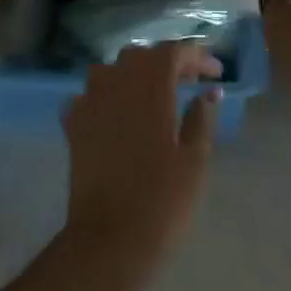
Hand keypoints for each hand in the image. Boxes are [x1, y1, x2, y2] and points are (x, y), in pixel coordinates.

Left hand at [61, 42, 218, 287]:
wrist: (110, 238)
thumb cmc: (163, 199)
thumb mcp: (195, 159)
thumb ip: (201, 118)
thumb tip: (209, 93)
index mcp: (149, 88)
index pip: (173, 52)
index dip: (196, 56)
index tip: (216, 72)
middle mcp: (115, 84)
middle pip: (140, 56)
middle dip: (167, 62)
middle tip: (190, 81)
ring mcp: (89, 103)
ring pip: (111, 71)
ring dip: (134, 75)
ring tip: (156, 95)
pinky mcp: (73, 125)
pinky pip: (90, 95)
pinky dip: (108, 96)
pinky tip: (120, 114)